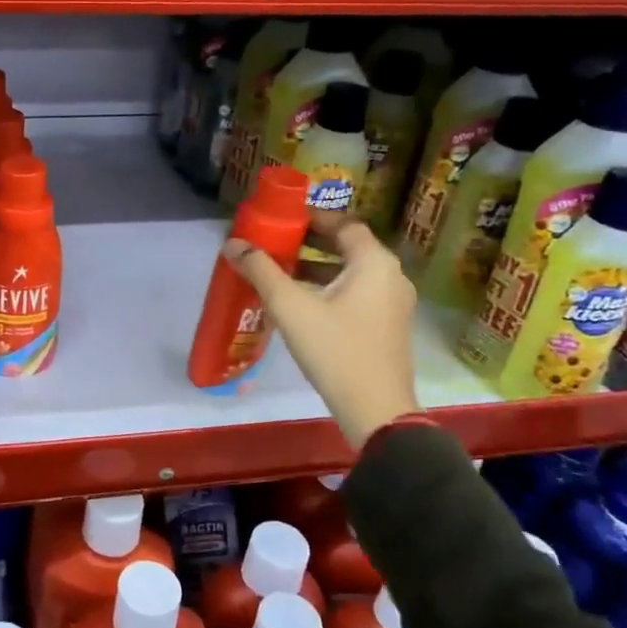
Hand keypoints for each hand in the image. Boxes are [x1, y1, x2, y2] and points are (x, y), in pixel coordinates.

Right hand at [226, 217, 419, 451]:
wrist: (375, 410)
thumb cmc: (335, 350)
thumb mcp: (290, 307)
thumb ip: (261, 271)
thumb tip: (233, 244)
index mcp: (374, 263)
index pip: (345, 223)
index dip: (313, 217)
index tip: (283, 220)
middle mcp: (391, 276)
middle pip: (349, 246)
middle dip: (311, 243)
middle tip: (276, 244)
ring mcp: (393, 303)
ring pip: (352, 272)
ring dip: (318, 267)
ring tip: (281, 273)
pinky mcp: (388, 326)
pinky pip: (358, 293)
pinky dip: (331, 288)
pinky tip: (302, 303)